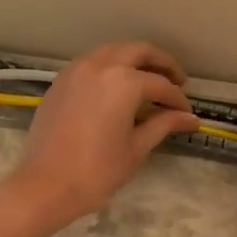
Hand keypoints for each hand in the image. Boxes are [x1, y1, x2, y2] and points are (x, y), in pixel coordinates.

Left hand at [2, 42, 200, 234]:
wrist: (45, 186)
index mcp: (123, 81)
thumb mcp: (136, 148)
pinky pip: (92, 63)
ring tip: (149, 81)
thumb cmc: (97, 171)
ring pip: (112, 51)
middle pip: (138, 51)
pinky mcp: (60, 81)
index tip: (187, 114)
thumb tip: (191, 119)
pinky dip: (110, 67)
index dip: (178, 99)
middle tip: (177, 80)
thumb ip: (164, 124)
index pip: (160, 84)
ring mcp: (76, 70)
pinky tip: (118, 87)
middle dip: (162, 63)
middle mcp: (100, 65)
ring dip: (134, 60)